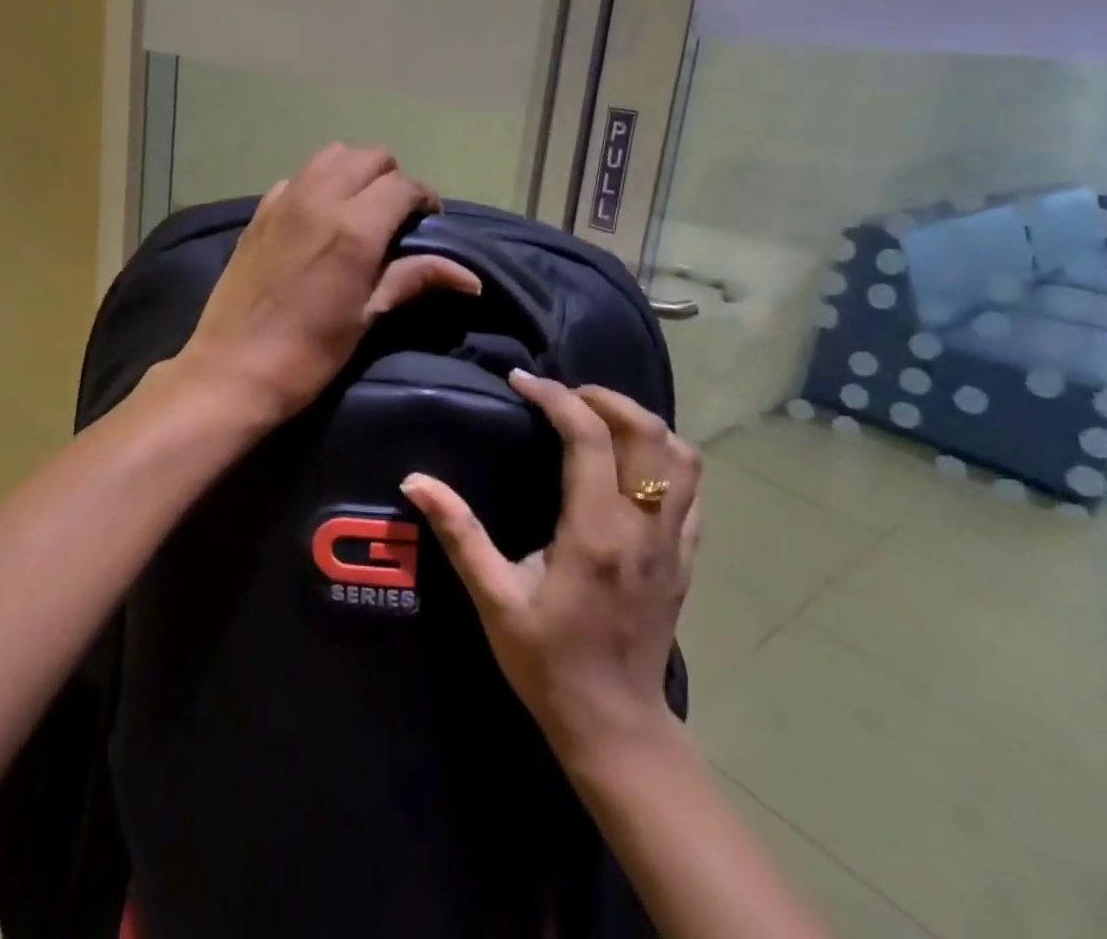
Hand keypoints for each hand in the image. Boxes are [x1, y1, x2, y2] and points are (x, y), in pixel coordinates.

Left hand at [175, 144, 481, 421]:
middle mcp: (320, 199)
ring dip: (354, 173)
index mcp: (354, 226)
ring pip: (331, 156)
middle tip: (395, 219)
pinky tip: (317, 220)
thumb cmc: (309, 352)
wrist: (233, 369)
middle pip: (370, 157)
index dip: (424, 200)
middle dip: (392, 180)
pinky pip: (298, 178)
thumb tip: (471, 279)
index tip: (427, 225)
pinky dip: (317, 186)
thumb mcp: (367, 316)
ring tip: (359, 211)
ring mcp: (284, 201)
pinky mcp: (259, 212)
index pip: (404, 186)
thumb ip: (414, 279)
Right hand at [403, 372, 701, 770]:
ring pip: (681, 456)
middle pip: (647, 431)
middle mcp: (644, 527)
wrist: (616, 725)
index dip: (556, 397)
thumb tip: (414, 481)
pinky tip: (632, 463)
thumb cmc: (548, 662)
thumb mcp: (494, 599)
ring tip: (598, 418)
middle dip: (603, 397)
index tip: (522, 382)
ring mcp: (673, 543)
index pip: (589, 436)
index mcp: (595, 531)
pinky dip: (666, 457)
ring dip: (641, 422)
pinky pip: (692, 490)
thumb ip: (459, 534)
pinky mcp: (686, 559)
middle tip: (560, 394)